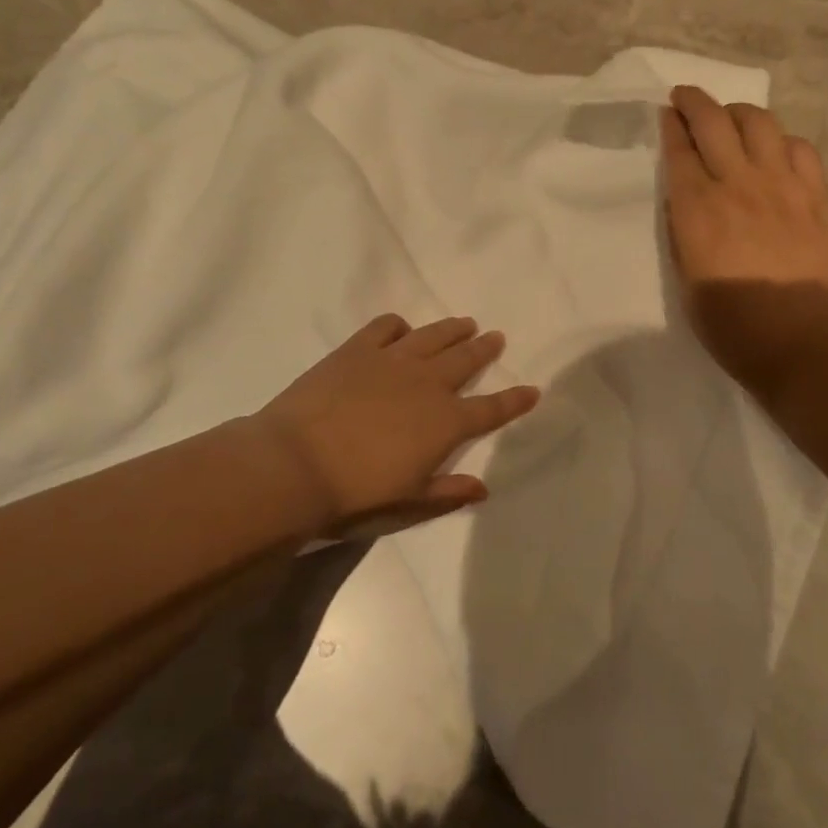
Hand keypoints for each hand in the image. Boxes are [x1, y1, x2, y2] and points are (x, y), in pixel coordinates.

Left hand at [249, 314, 539, 537]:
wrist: (295, 465)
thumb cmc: (354, 495)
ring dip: (453, 330)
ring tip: (466, 323)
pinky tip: (401, 330)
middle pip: (466, 359)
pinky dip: (398, 326)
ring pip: (434, 336)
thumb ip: (447, 493)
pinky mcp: (358, 349)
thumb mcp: (408, 504)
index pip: (491, 409)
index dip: (515, 400)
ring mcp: (393, 360)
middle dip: (485, 349)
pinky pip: (386, 327)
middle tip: (496, 337)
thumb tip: (483, 488)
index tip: (533, 389)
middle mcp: (428, 384)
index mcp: (445, 423)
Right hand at [662, 85, 827, 398]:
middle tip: (685, 98)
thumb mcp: (685, 279)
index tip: (666, 113)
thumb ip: (683, 231)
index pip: (679, 148)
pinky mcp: (815, 194)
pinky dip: (782, 140)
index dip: (670, 125)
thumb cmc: (732, 323)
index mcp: (697, 208)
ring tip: (731, 119)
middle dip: (694, 101)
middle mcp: (737, 183)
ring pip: (759, 122)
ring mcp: (781, 184)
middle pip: (714, 121)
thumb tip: (685, 200)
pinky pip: (799, 147)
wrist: (801, 339)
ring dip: (738, 112)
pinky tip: (776, 151)